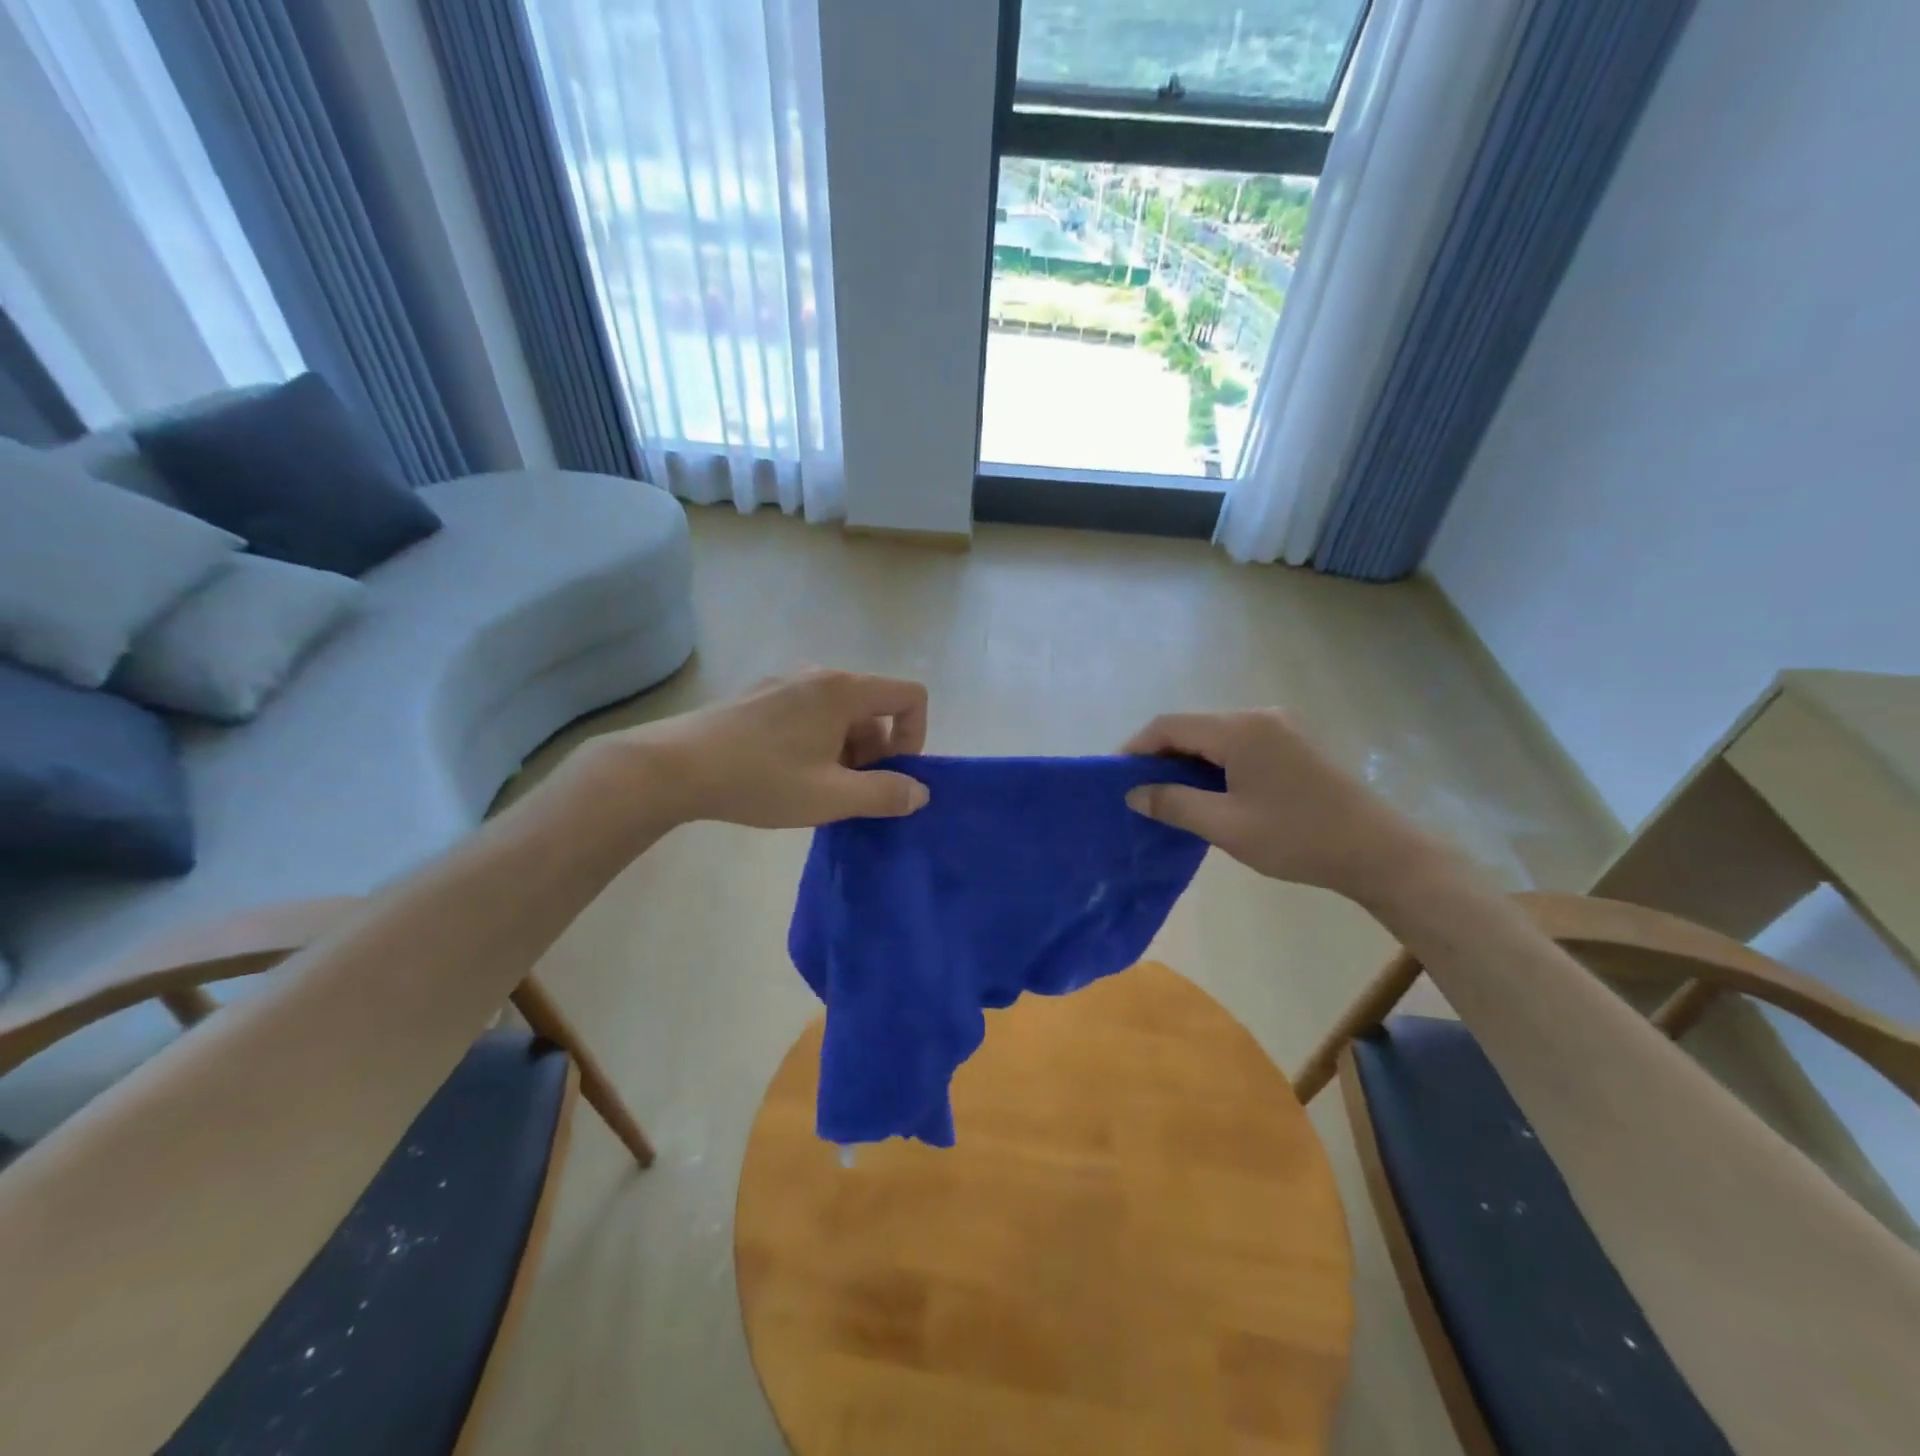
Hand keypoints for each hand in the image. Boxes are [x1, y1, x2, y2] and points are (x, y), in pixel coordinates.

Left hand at [619, 669, 929, 827]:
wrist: (674, 768)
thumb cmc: (761, 779)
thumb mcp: (831, 797)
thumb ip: (885, 794)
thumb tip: (919, 792)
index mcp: (844, 691)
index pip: (909, 696)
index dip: (914, 737)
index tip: (891, 775)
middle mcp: (819, 676)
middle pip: (874, 707)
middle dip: (877, 751)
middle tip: (850, 792)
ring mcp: (785, 683)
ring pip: (840, 714)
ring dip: (846, 751)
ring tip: (817, 789)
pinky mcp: (759, 697)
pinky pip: (809, 714)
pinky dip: (818, 742)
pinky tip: (786, 775)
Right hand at [1122, 710, 1442, 902]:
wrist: (1379, 852)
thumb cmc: (1297, 837)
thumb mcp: (1226, 825)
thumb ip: (1174, 804)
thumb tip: (1134, 793)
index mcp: (1240, 729)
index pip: (1170, 725)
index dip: (1136, 747)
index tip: (1115, 777)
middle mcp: (1259, 717)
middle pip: (1192, 727)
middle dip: (1160, 755)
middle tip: (1139, 791)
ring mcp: (1280, 729)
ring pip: (1215, 737)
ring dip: (1187, 761)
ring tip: (1168, 795)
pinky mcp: (1294, 745)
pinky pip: (1239, 746)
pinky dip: (1213, 764)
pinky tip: (1208, 792)